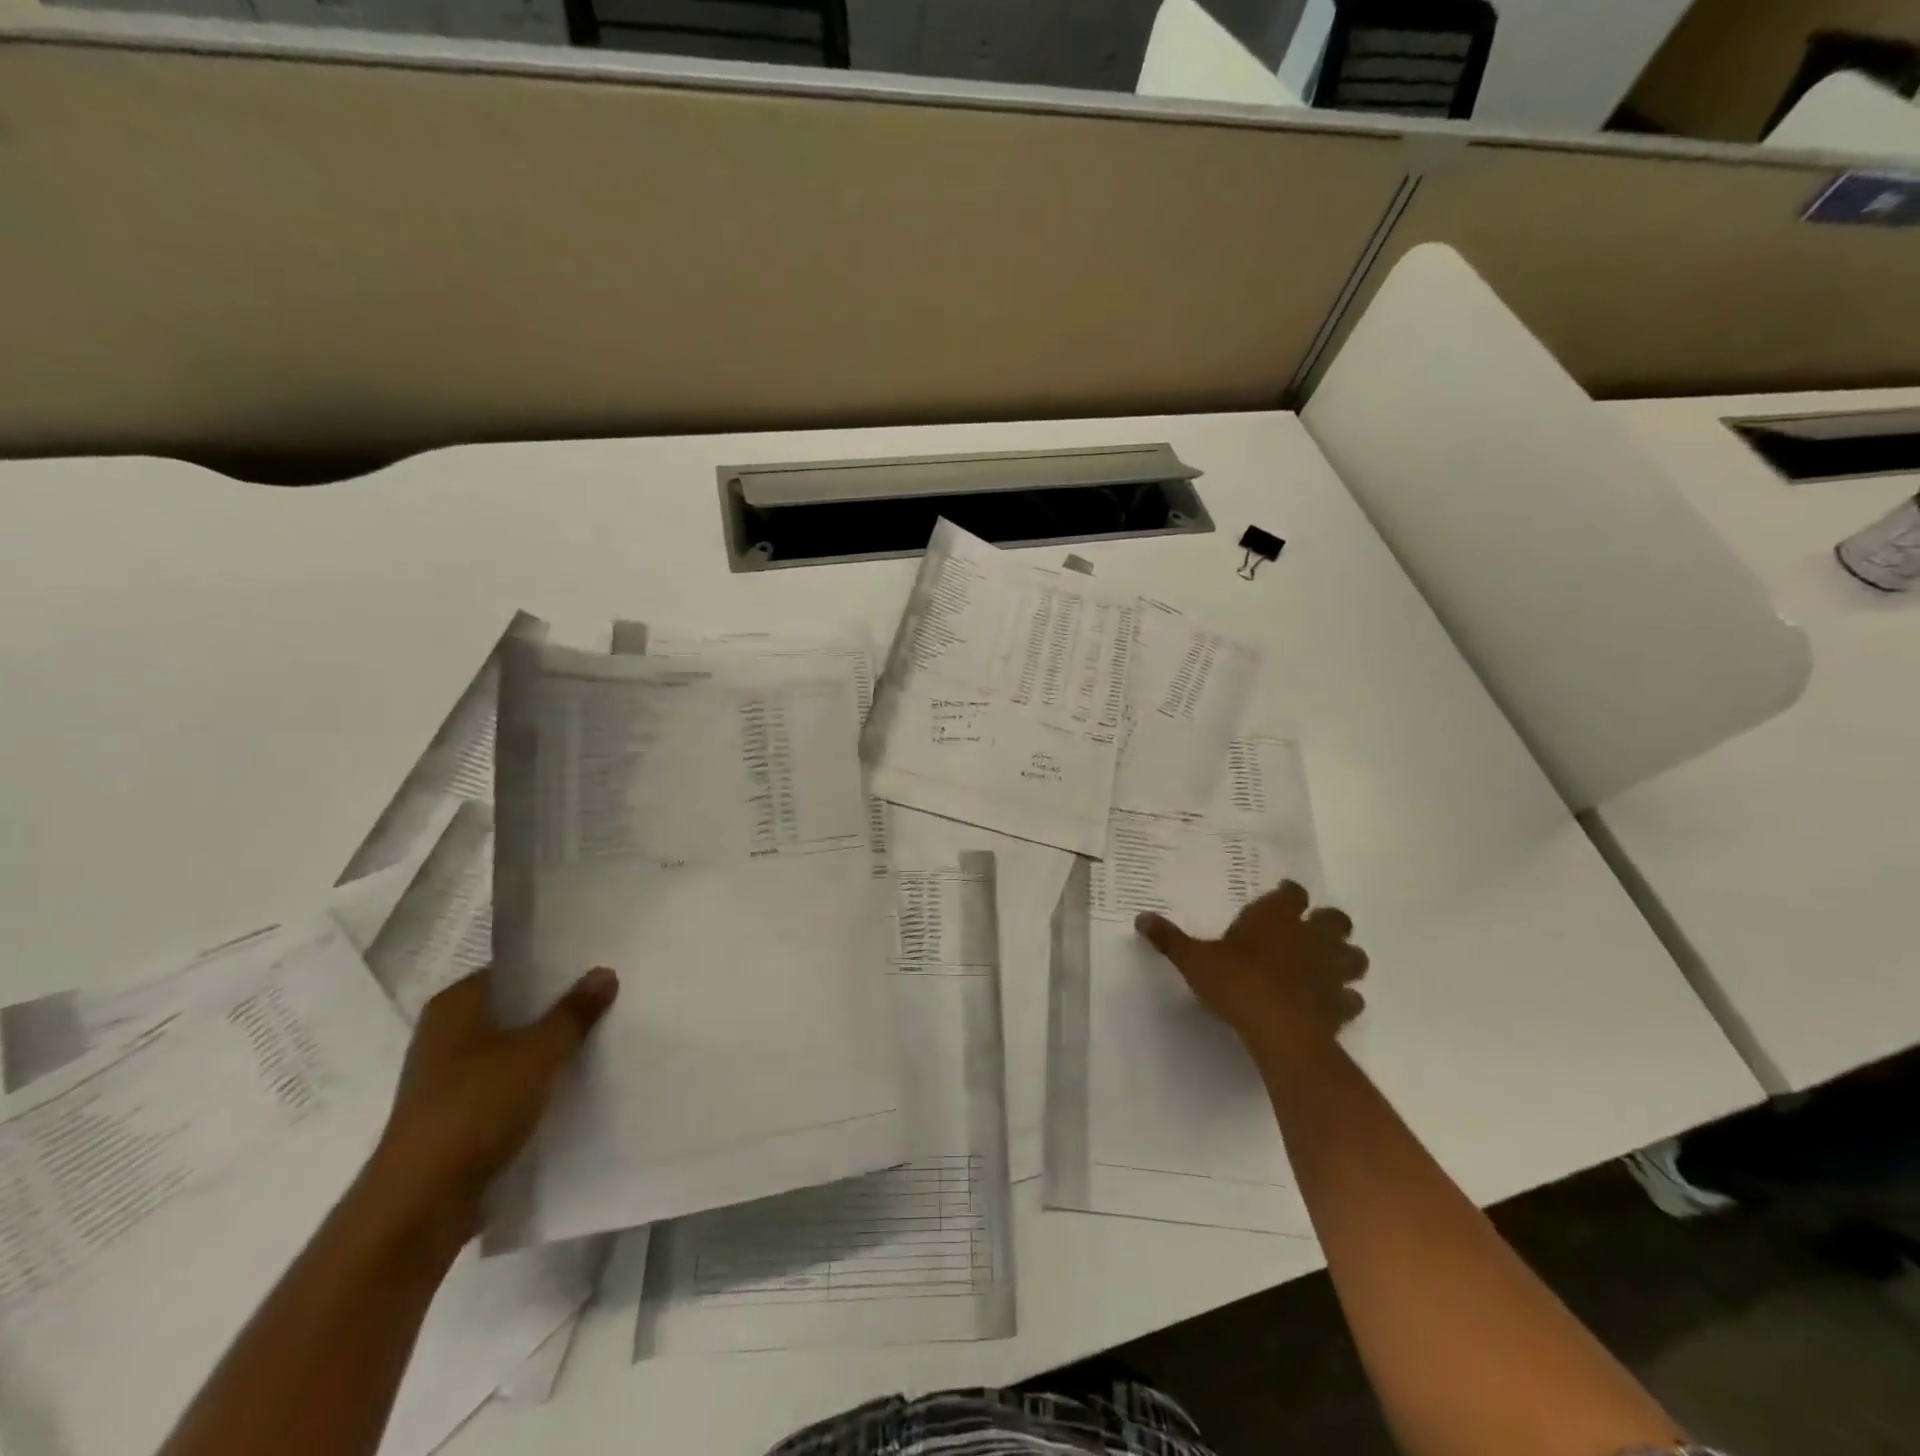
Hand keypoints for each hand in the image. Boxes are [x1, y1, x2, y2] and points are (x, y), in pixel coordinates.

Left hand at [361, 967, 617, 1242]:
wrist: (421, 1205)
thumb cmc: (476, 1108)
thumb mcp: (538, 1052)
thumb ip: (574, 1012)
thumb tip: (605, 972)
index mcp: (455, 1004)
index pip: (514, 969)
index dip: (556, 966)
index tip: (598, 965)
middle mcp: (446, 1033)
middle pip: (516, 1008)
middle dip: (558, 1006)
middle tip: (611, 997)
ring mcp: (449, 1076)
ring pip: (514, 1047)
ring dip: (550, 1046)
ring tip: (601, 1037)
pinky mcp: (458, 1114)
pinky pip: (508, 1083)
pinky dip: (537, 1080)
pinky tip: (574, 1082)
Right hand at [1137, 881, 1366, 1061]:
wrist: (1281, 1032)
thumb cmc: (1237, 984)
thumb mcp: (1194, 960)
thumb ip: (1170, 939)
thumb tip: (1141, 917)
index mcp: (1275, 919)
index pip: (1292, 894)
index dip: (1289, 894)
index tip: (1283, 895)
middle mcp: (1310, 938)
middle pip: (1335, 920)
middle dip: (1327, 923)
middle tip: (1311, 930)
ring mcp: (1331, 972)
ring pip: (1354, 956)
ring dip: (1344, 959)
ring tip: (1328, 966)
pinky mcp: (1342, 1006)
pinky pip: (1352, 998)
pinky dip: (1344, 999)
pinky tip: (1329, 1004)